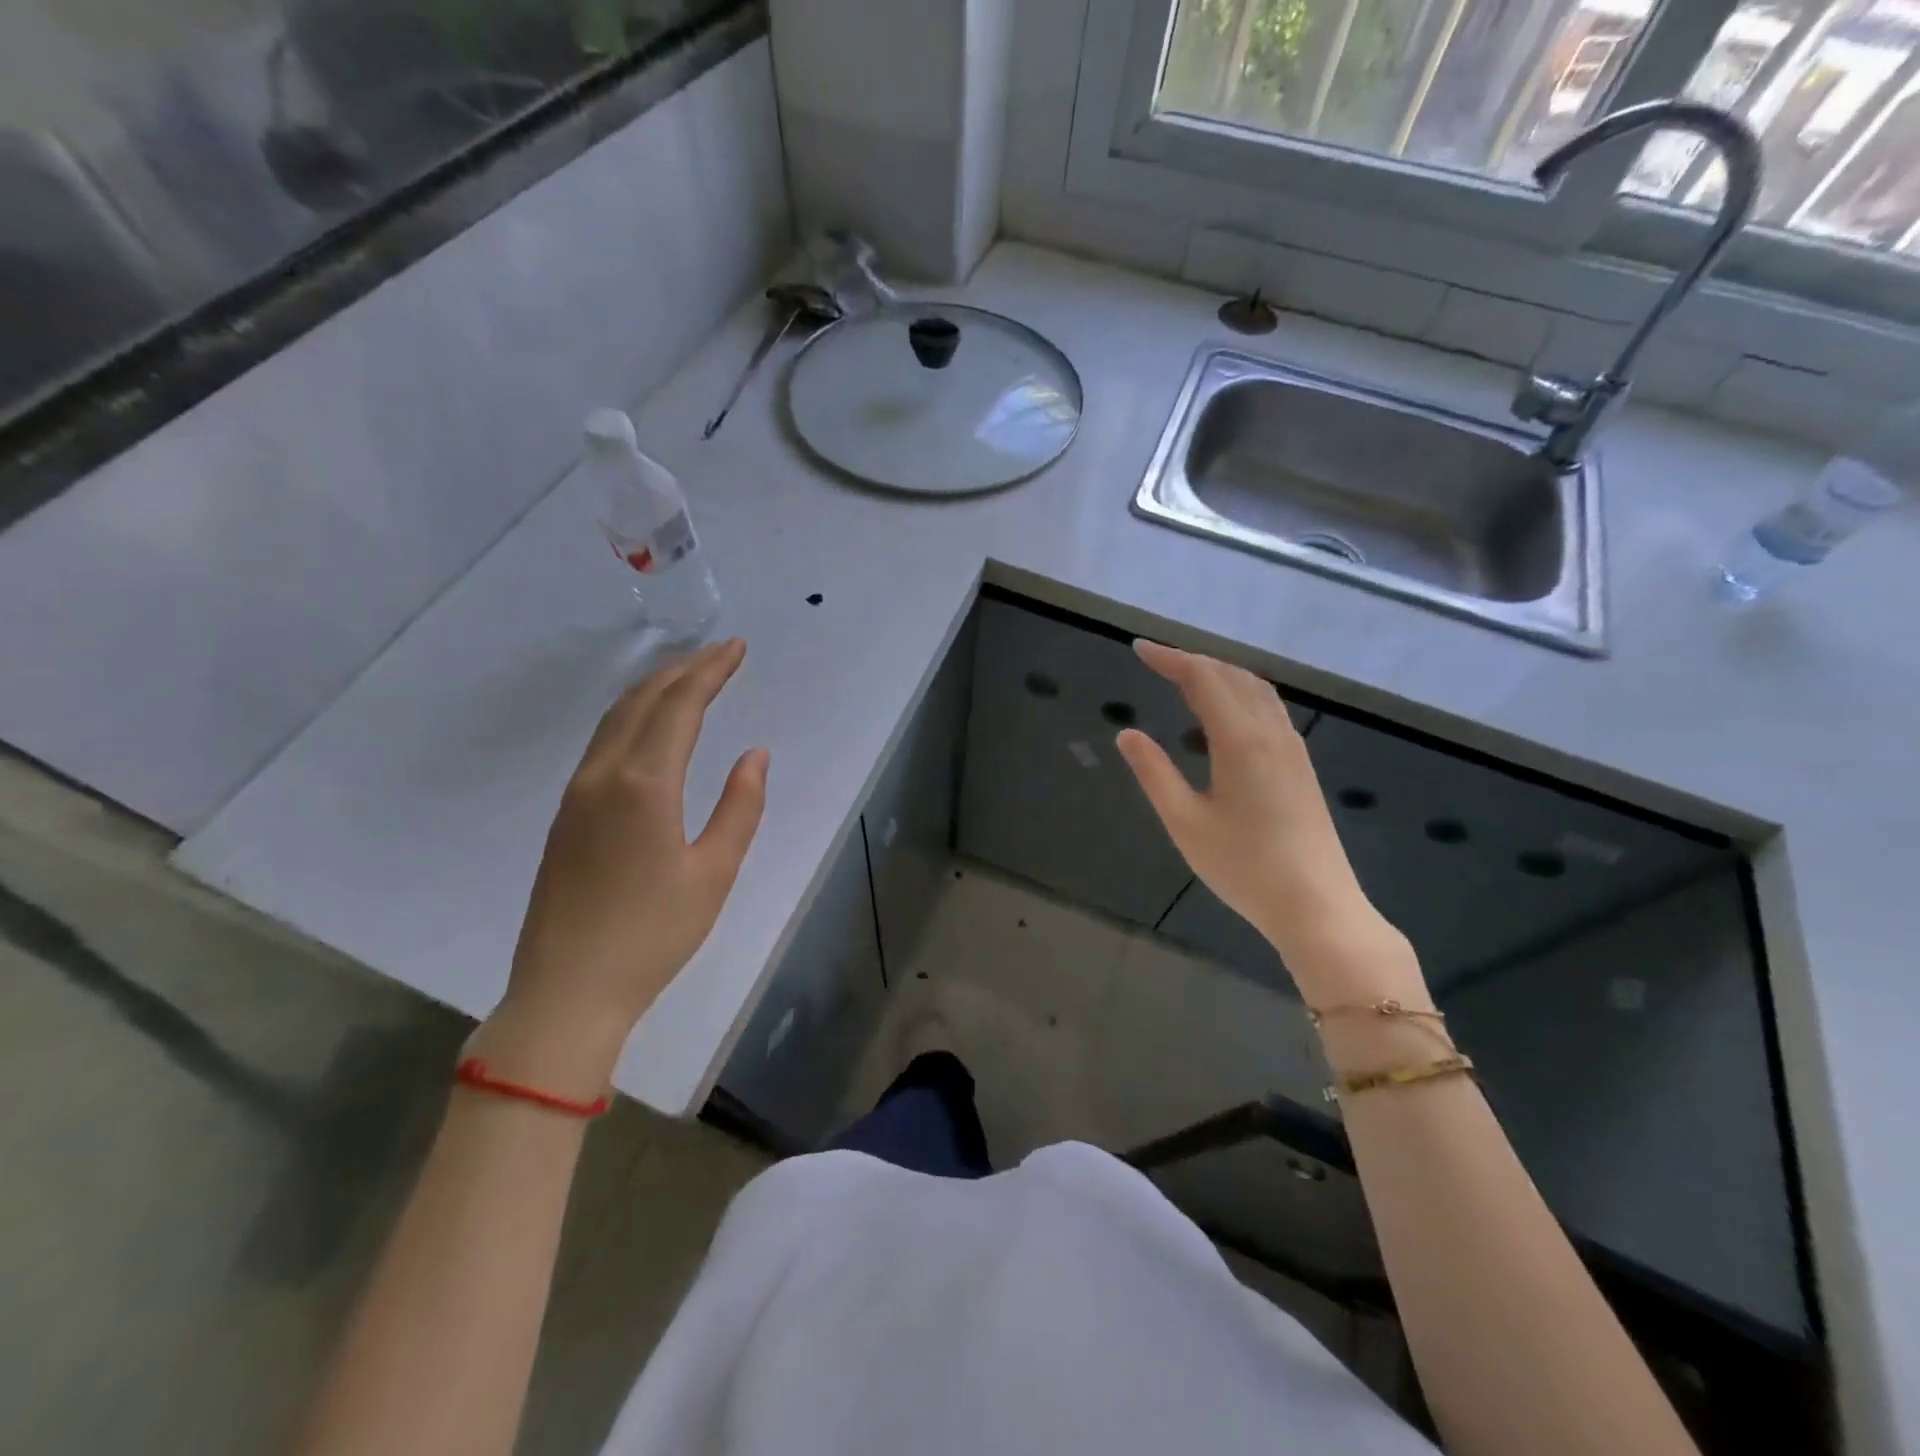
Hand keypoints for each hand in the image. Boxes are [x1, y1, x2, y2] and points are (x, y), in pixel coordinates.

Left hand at [479, 639, 768, 1087]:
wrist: (567, 991)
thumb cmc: (654, 936)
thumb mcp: (714, 873)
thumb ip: (740, 807)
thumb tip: (754, 755)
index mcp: (645, 785)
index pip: (679, 706)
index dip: (710, 671)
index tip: (737, 648)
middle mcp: (603, 775)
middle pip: (643, 701)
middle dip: (684, 669)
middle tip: (720, 653)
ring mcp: (576, 793)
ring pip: (615, 718)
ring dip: (654, 688)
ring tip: (689, 675)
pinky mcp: (565, 814)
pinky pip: (601, 742)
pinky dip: (632, 716)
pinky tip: (649, 724)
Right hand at [1113, 640, 1421, 1005]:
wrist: (1317, 905)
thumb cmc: (1244, 868)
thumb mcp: (1185, 823)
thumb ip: (1154, 774)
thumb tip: (1127, 733)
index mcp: (1240, 741)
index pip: (1203, 678)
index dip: (1169, 658)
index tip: (1139, 650)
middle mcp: (1271, 733)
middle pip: (1232, 675)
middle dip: (1192, 660)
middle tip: (1156, 662)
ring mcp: (1292, 747)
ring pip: (1256, 688)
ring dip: (1219, 673)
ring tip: (1185, 678)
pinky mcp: (1301, 764)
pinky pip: (1269, 707)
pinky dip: (1240, 692)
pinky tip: (1225, 713)